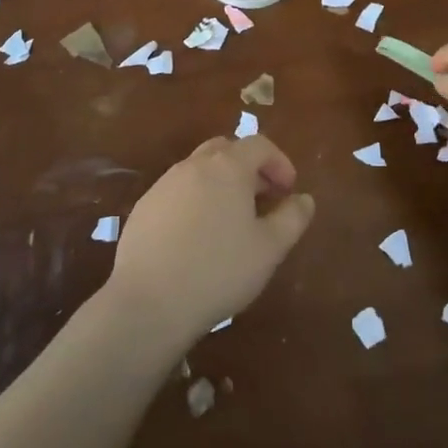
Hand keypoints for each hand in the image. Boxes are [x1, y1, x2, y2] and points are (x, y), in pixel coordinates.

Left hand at [105, 134, 314, 347]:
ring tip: (231, 220)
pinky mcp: (143, 207)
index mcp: (227, 167)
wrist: (148, 302)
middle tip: (262, 199)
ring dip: (221, 183)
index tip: (288, 191)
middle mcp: (194, 166)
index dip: (279, 162)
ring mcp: (164, 185)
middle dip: (249, 167)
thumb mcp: (269, 249)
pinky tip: (197, 237)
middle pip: (226, 149)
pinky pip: (177, 191)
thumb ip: (292, 218)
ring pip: (199, 169)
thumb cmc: (218, 271)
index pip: (259, 145)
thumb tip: (304, 199)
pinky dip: (195, 200)